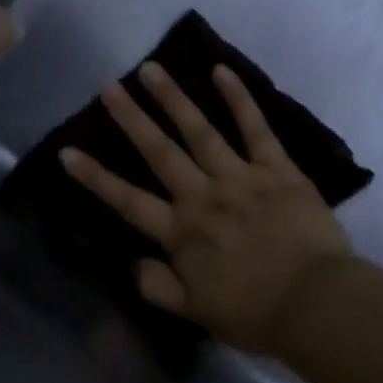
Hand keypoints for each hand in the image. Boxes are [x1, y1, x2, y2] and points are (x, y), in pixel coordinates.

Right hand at [59, 62, 352, 353]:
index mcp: (181, 233)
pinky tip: (221, 71)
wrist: (315, 304)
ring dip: (173, 99)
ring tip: (151, 69)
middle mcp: (203, 197)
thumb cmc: (255, 313)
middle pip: (160, 152)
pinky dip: (239, 99)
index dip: (96, 177)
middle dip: (131, 119)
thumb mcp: (195, 313)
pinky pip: (256, 128)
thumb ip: (158, 287)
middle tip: (109, 87)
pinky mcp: (277, 169)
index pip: (128, 201)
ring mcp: (240, 178)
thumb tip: (134, 262)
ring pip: (200, 131)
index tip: (67, 151)